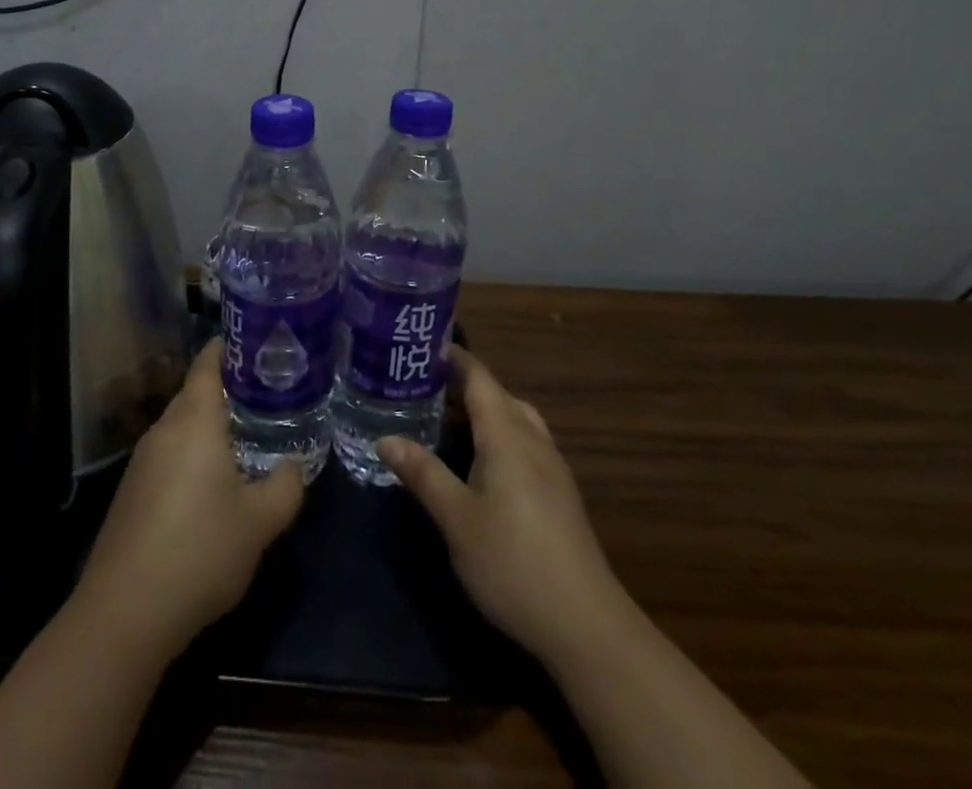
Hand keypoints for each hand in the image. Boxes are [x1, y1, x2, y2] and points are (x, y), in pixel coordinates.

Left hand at [74, 339, 303, 659]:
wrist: (124, 613)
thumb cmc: (199, 551)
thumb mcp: (260, 522)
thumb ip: (286, 486)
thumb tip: (293, 466)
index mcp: (194, 421)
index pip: (207, 363)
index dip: (229, 347)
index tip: (256, 341)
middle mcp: (164, 430)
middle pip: (194, 393)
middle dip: (227, 388)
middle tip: (266, 392)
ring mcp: (142, 462)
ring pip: (181, 426)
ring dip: (210, 425)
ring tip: (246, 434)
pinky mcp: (131, 492)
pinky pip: (169, 454)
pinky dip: (193, 453)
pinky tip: (213, 482)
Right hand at [380, 346, 627, 669]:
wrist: (585, 624)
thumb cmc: (512, 563)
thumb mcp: (457, 519)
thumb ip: (423, 474)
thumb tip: (386, 438)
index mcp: (506, 434)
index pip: (479, 377)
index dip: (453, 358)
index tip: (421, 346)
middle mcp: (532, 439)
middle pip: (497, 394)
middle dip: (461, 384)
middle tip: (420, 385)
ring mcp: (551, 466)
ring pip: (514, 418)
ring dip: (482, 410)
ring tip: (445, 419)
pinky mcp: (559, 492)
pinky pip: (524, 441)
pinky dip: (497, 434)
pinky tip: (479, 462)